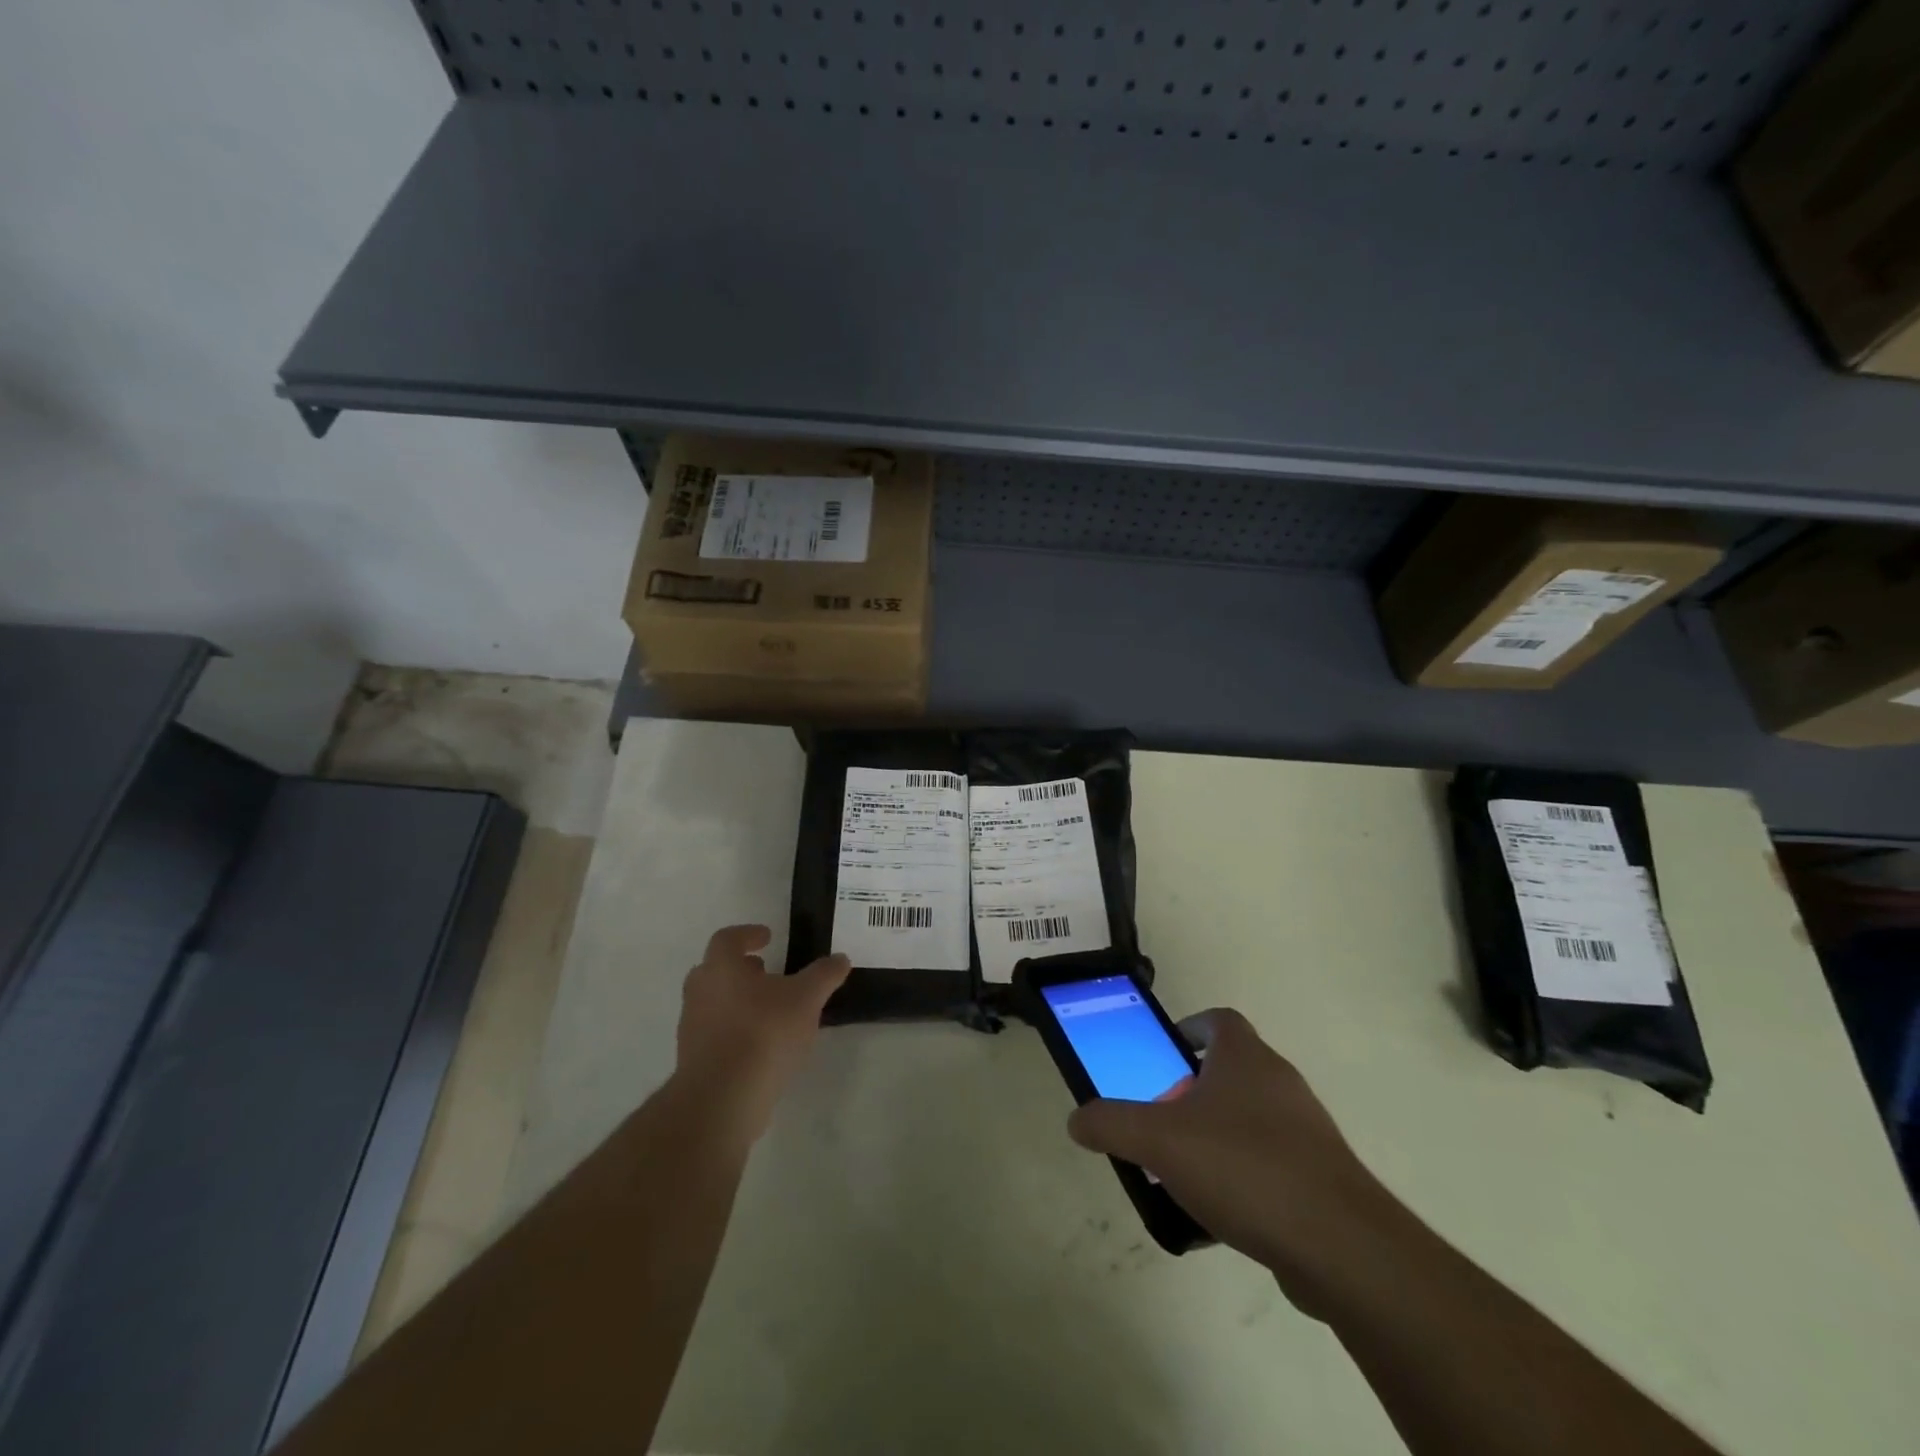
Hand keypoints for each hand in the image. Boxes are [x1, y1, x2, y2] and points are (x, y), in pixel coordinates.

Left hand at [672, 925, 849, 1143]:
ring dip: (739, 999)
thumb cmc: (763, 1033)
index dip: (748, 934)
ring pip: (715, 1002)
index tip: (768, 937)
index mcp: (720, 968)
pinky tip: (762, 1044)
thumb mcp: (806, 998)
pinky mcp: (694, 1060)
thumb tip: (840, 958)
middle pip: (716, 970)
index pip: (728, 939)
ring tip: (771, 1009)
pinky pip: (716, 1033)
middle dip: (742, 968)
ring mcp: (692, 1028)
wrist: (722, 1099)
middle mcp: (700, 992)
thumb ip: (824, 975)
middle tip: (766, 970)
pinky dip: (736, 1030)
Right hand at [1067, 1008, 1398, 1312]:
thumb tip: (1077, 1119)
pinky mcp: (1320, 1179)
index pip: (1219, 1020)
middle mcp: (1279, 1083)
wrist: (1341, 1247)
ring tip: (1180, 1174)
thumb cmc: (1244, 1167)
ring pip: (1248, 1121)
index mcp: (1245, 1058)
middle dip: (1191, 1093)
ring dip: (1214, 1139)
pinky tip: (1216, 1218)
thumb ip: (1112, 1124)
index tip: (1163, 1055)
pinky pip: (1269, 1167)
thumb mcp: (1159, 1141)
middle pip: (1229, 1072)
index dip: (1189, 1028)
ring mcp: (1306, 1132)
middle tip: (1159, 1121)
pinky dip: (1241, 1180)